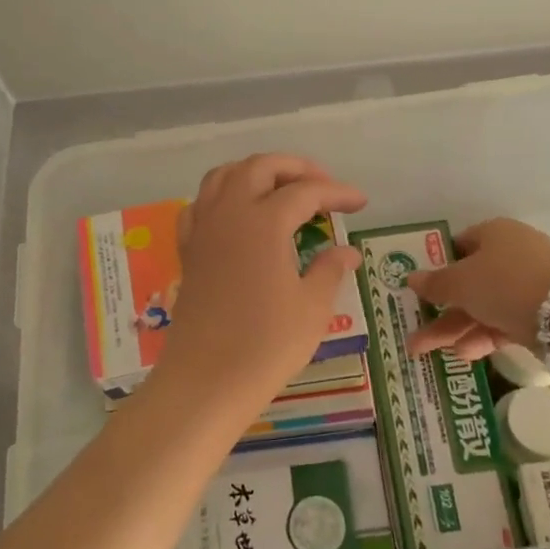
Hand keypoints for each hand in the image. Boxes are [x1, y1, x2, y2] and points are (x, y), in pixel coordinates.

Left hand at [148, 154, 366, 416]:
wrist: (205, 381)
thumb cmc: (266, 345)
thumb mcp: (312, 308)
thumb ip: (329, 270)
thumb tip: (347, 251)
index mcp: (264, 222)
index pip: (306, 191)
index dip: (337, 192)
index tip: (360, 202)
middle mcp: (230, 214)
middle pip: (260, 167)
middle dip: (295, 168)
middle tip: (323, 187)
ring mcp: (203, 230)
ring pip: (224, 176)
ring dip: (256, 173)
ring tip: (281, 190)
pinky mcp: (189, 251)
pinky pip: (201, 205)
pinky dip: (222, 196)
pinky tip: (237, 214)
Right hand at [404, 218, 549, 357]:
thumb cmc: (504, 283)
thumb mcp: (461, 282)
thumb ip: (435, 283)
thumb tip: (411, 278)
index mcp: (494, 233)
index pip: (459, 246)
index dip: (437, 267)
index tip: (420, 289)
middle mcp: (512, 254)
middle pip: (469, 281)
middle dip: (439, 309)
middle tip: (414, 332)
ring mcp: (528, 284)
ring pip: (484, 305)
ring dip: (455, 327)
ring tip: (426, 352)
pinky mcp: (540, 313)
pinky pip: (503, 321)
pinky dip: (483, 335)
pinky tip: (464, 354)